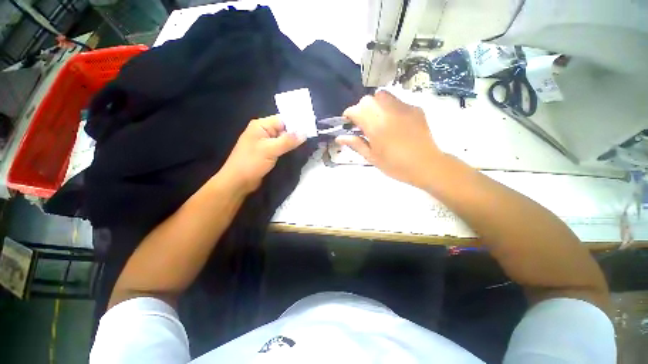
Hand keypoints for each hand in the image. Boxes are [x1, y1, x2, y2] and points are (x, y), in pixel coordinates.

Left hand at [220, 115, 304, 193]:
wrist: (238, 182)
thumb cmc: (251, 163)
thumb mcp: (270, 150)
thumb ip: (288, 141)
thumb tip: (304, 133)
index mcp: (261, 125)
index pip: (283, 120)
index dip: (296, 124)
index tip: (310, 130)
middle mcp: (263, 131)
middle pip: (284, 129)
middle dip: (296, 135)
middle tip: (312, 139)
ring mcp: (266, 143)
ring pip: (283, 140)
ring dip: (293, 143)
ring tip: (308, 146)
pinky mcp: (268, 153)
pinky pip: (281, 148)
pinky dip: (289, 150)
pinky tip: (298, 152)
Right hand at [336, 91, 443, 188]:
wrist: (426, 165)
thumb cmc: (395, 165)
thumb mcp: (372, 158)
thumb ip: (356, 144)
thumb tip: (339, 137)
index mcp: (376, 126)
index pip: (356, 110)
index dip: (348, 114)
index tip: (348, 123)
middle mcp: (388, 112)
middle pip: (368, 99)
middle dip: (361, 108)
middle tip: (363, 123)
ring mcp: (403, 108)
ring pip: (383, 95)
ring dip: (375, 105)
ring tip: (378, 120)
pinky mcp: (415, 109)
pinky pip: (397, 101)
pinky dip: (390, 107)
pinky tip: (394, 122)